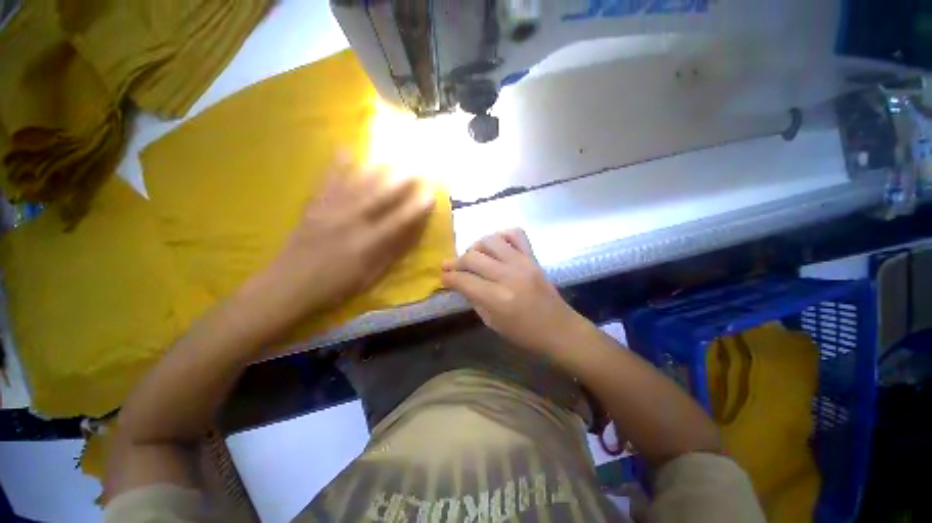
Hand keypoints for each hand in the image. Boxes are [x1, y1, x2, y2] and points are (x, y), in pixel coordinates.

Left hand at [265, 155, 434, 317]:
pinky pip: (327, 180)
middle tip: (417, 166)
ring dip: (378, 168)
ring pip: (358, 183)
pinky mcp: (314, 206)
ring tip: (392, 157)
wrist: (288, 286)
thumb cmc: (336, 286)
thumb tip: (411, 233)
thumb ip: (392, 252)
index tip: (431, 195)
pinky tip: (346, 149)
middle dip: (401, 180)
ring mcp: (330, 210)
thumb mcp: (371, 276)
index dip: (417, 207)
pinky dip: (337, 164)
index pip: (399, 220)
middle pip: (381, 195)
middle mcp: (351, 221)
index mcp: (367, 243)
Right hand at [441, 229, 582, 355]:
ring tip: (474, 257)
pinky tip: (496, 247)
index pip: (464, 280)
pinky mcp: (533, 257)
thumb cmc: (524, 334)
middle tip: (451, 267)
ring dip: (476, 247)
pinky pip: (516, 234)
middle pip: (473, 257)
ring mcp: (522, 262)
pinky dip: (502, 236)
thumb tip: (459, 282)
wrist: (559, 329)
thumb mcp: (492, 323)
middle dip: (456, 262)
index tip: (443, 276)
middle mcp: (508, 275)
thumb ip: (474, 299)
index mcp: (497, 298)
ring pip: (490, 241)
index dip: (449, 277)